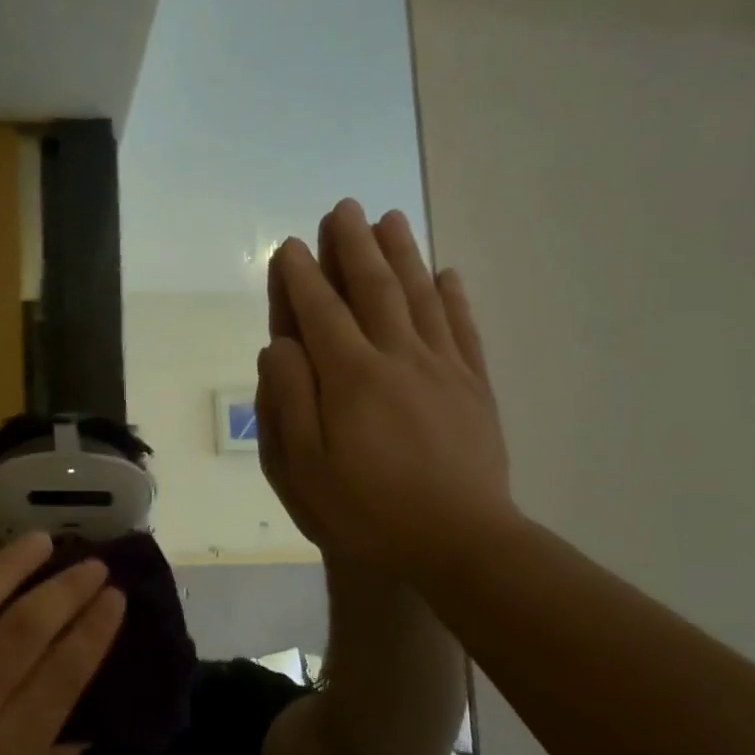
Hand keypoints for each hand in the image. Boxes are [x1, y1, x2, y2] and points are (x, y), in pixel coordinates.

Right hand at [257, 199, 516, 581]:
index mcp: (351, 378)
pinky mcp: (475, 388)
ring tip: (390, 219)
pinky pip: (463, 330)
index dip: (301, 277)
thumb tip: (280, 346)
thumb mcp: (304, 467)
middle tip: (343, 208)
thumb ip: (288, 400)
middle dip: (353, 246)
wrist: (459, 545)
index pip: (320, 312)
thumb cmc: (367, 511)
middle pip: (374, 290)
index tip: (288, 246)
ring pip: (420, 298)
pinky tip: (446, 274)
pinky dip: (453, 298)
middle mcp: (398, 359)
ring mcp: (443, 370)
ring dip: (402, 254)